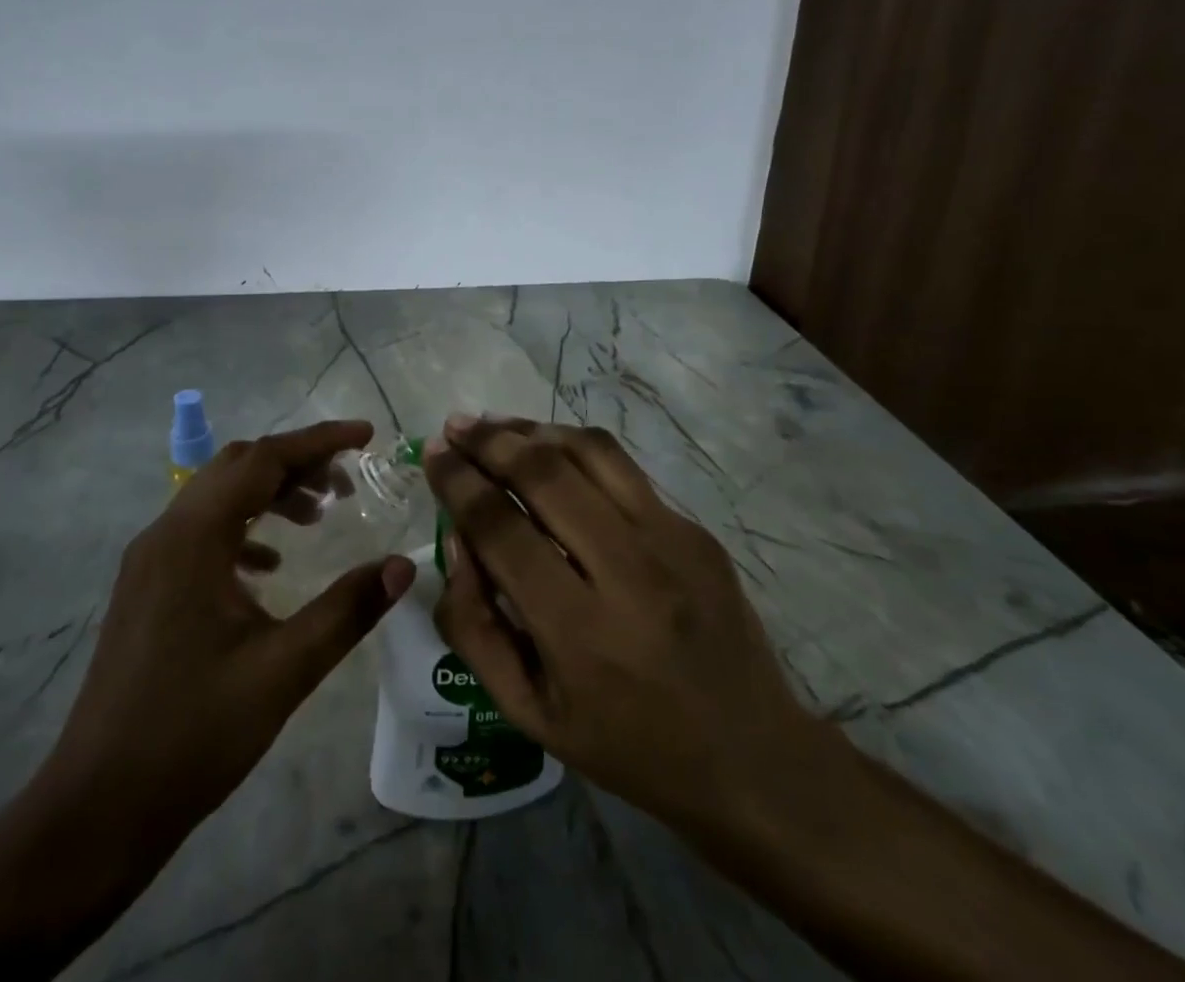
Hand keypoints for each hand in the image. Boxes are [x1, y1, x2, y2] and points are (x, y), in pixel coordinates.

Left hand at [23, 421, 416, 868]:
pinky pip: (201, 532)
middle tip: (348, 482)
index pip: (263, 459)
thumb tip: (401, 565)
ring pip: (217, 497)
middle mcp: (165, 533)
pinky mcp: (147, 588)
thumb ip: (347, 610)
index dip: (319, 441)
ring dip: (269, 494)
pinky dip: (243, 529)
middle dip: (296, 463)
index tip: (367, 436)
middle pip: (237, 467)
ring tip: (319, 517)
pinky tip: (270, 568)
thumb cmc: (193, 734)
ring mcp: (149, 561)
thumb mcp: (283, 671)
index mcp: (193, 538)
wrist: (98, 809)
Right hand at [424, 413, 833, 849]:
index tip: (432, 455)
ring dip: (532, 429)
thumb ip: (475, 626)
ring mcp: (672, 542)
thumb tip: (457, 539)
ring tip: (495, 426)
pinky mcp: (696, 531)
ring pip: (589, 452)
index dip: (457, 482)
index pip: (501, 528)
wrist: (752, 758)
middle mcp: (628, 572)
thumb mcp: (529, 713)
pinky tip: (550, 452)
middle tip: (455, 427)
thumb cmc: (627, 746)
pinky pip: (624, 469)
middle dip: (488, 441)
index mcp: (579, 632)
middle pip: (544, 473)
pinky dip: (575, 449)